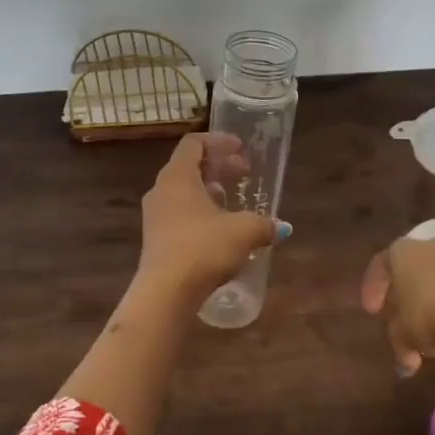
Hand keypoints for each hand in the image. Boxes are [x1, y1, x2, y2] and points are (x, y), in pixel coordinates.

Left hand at [136, 133, 283, 300]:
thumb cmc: (203, 248)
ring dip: (209, 191)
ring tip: (233, 202)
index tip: (241, 149)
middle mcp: (161, 190)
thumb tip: (280, 227)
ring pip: (183, 192)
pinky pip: (179, 215)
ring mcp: (154, 216)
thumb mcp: (243, 232)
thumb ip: (263, 224)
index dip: (219, 141)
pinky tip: (220, 231)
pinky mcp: (155, 240)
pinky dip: (200, 213)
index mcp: (178, 177)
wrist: (165, 293)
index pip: (194, 144)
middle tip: (244, 173)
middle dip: (218, 167)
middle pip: (189, 167)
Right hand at [361, 237, 434, 375]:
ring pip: (433, 280)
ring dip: (428, 304)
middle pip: (408, 271)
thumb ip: (398, 344)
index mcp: (400, 251)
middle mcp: (427, 246)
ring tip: (427, 334)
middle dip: (403, 299)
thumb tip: (405, 364)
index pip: (379, 266)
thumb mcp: (402, 335)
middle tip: (399, 322)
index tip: (372, 312)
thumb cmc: (427, 316)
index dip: (372, 290)